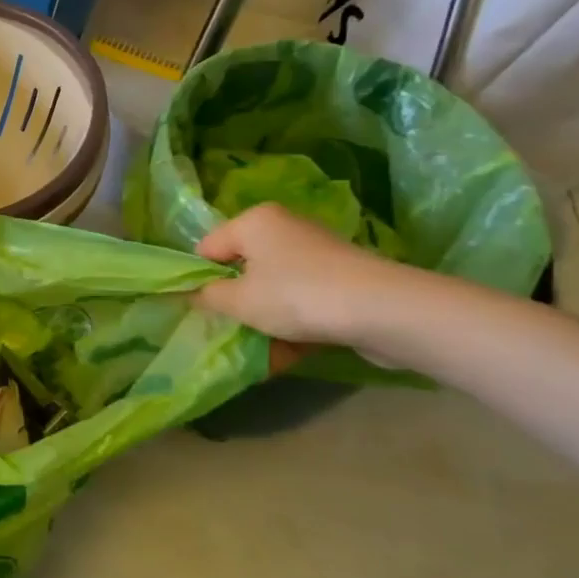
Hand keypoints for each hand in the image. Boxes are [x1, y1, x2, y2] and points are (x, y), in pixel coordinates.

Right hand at [194, 203, 414, 352]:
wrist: (384, 312)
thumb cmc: (297, 296)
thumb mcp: (239, 301)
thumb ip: (208, 297)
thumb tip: (194, 295)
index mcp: (254, 221)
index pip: (208, 248)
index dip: (199, 280)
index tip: (201, 311)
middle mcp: (284, 228)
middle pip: (243, 268)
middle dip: (236, 303)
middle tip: (229, 331)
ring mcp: (317, 254)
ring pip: (275, 289)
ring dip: (265, 320)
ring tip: (260, 353)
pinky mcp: (342, 280)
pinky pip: (304, 301)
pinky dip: (294, 325)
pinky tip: (288, 356)